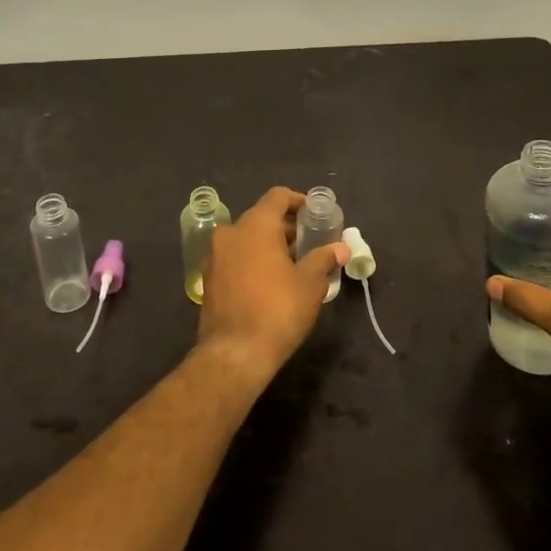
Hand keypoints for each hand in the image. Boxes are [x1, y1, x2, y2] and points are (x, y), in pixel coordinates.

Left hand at [196, 187, 349, 384]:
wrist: (234, 353)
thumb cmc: (278, 310)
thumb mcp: (310, 283)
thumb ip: (324, 258)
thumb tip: (341, 248)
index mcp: (255, 225)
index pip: (278, 196)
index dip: (300, 201)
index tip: (316, 215)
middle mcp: (231, 232)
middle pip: (262, 217)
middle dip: (287, 228)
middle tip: (311, 243)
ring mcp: (215, 255)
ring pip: (247, 239)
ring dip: (270, 245)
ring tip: (294, 265)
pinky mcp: (209, 278)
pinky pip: (236, 257)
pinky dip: (253, 260)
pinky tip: (271, 282)